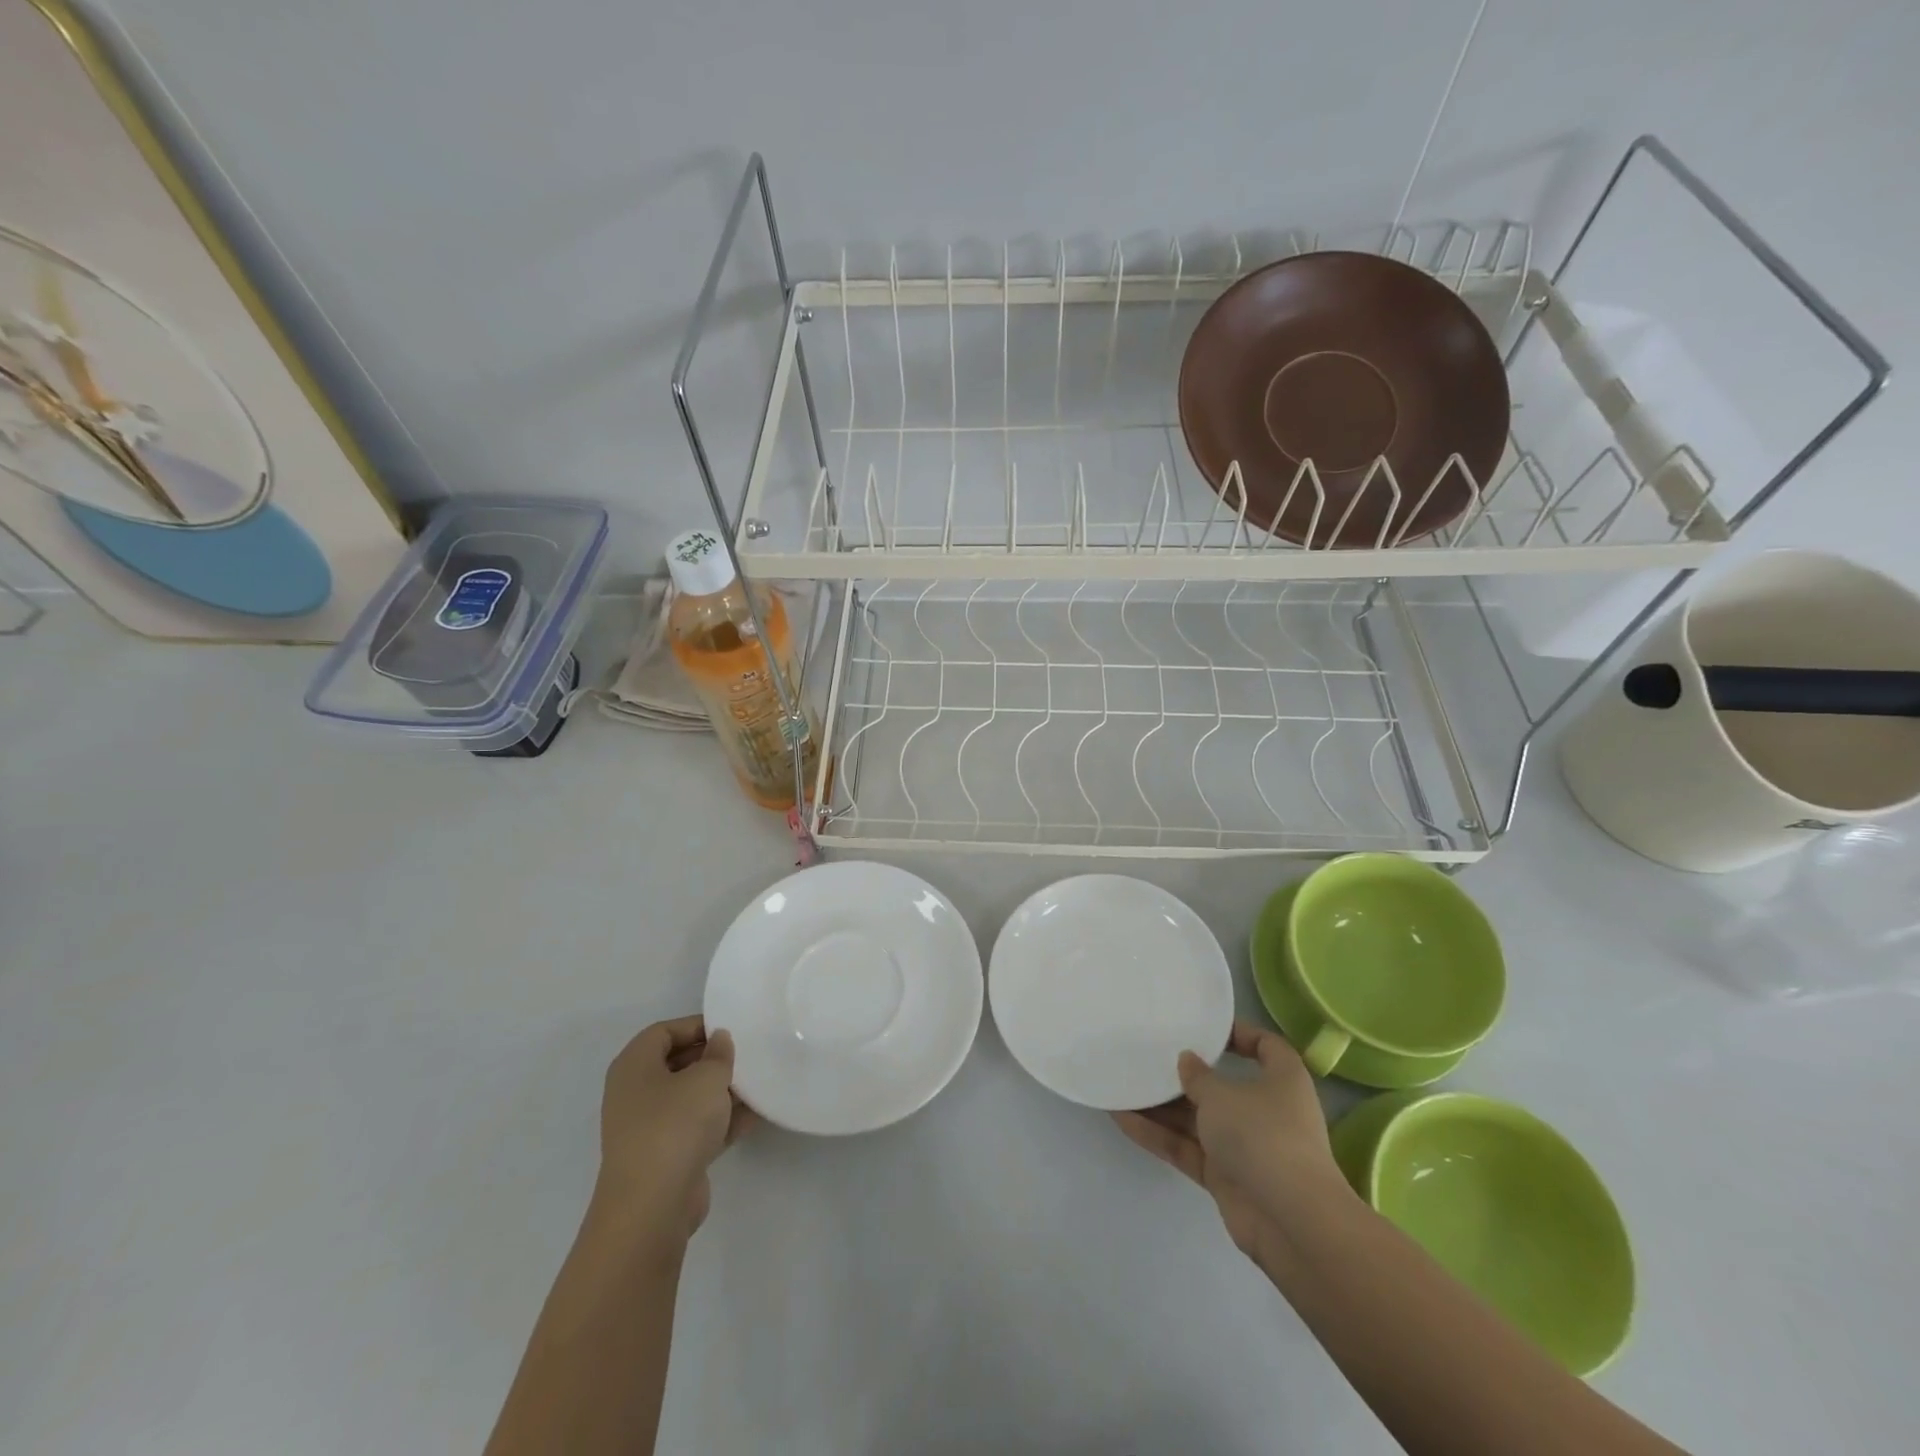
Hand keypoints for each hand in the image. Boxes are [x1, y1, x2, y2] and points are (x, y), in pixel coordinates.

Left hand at [594, 1015, 755, 1246]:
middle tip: (745, 1055)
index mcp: (634, 1066)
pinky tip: (753, 1116)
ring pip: (688, 1098)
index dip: (696, 1025)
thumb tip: (718, 1041)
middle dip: (711, 1059)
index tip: (730, 1030)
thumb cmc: (674, 1125)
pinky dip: (720, 1121)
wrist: (653, 1206)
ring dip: (720, 1091)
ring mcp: (647, 1129)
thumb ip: (718, 1054)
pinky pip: (696, 1128)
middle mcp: (634, 1094)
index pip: (664, 1032)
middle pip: (676, 1064)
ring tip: (756, 1083)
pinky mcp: (664, 1158)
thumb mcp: (706, 1078)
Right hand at [1112, 1021, 1348, 1261]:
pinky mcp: (1225, 1177)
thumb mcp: (1222, 1094)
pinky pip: (1187, 1148)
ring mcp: (1245, 1147)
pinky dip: (1159, 1136)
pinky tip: (1122, 1119)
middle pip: (1222, 1086)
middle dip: (1184, 1075)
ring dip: (1162, 1107)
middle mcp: (1266, 1110)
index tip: (1203, 1029)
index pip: (1266, 1046)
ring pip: (1198, 1120)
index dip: (1239, 1034)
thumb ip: (1198, 1076)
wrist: (1289, 1221)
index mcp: (1282, 1080)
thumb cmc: (1263, 1135)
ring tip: (1122, 1085)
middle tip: (1147, 1057)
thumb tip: (1188, 1061)